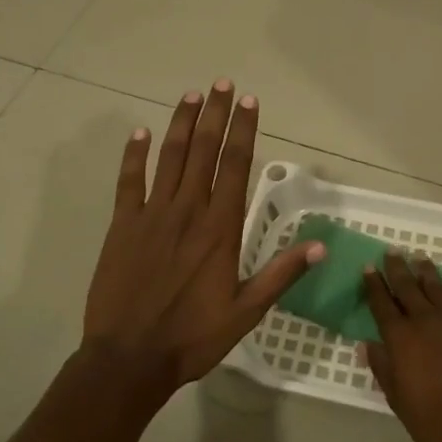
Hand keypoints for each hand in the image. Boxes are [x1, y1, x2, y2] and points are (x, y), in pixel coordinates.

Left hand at [83, 79, 324, 398]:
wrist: (129, 359)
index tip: (248, 101)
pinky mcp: (122, 225)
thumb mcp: (246, 312)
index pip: (235, 165)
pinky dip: (134, 155)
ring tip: (191, 95)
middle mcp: (188, 210)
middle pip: (203, 150)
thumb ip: (280, 274)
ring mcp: (151, 214)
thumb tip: (320, 246)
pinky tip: (140, 133)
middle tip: (222, 83)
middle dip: (215, 114)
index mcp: (220, 227)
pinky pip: (128, 182)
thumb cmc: (192, 337)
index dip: (243, 130)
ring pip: (169, 157)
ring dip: (181, 124)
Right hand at [363, 254, 441, 441]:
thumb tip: (367, 344)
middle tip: (393, 251)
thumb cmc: (432, 419)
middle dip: (398, 268)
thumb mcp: (397, 399)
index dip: (374, 285)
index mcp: (401, 337)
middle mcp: (426, 320)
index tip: (368, 267)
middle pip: (408, 287)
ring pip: (439, 289)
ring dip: (428, 273)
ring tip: (421, 259)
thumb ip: (382, 368)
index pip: (382, 303)